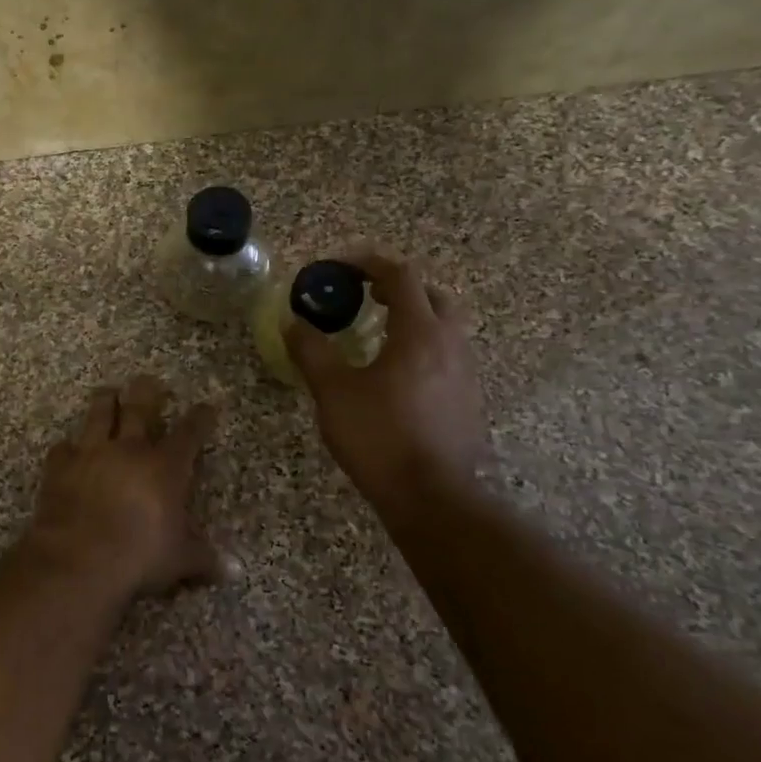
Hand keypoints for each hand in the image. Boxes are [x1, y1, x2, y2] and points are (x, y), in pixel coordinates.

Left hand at [19, 376, 235, 598]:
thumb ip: (205, 558)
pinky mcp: (60, 466)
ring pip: (99, 415)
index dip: (200, 418)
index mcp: (165, 466)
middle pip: (140, 408)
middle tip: (148, 380)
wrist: (79, 557)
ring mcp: (91, 453)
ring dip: (105, 401)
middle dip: (147, 392)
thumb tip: (236, 570)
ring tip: (107, 392)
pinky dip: (67, 448)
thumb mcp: (181, 560)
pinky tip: (67, 448)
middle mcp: (129, 449)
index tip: (207, 406)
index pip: (189, 433)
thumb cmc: (140, 555)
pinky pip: (63, 448)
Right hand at [284, 252, 487, 505]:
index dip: (369, 263)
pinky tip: (395, 375)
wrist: (433, 498)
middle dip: (398, 288)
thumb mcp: (333, 392)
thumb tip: (292, 323)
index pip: (400, 276)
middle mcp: (450, 344)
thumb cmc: (380, 437)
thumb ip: (311, 352)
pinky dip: (421, 347)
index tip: (340, 267)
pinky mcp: (468, 400)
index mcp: (419, 332)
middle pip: (432, 295)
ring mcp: (465, 373)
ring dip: (412, 318)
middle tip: (365, 297)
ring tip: (376, 335)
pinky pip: (446, 355)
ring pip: (444, 327)